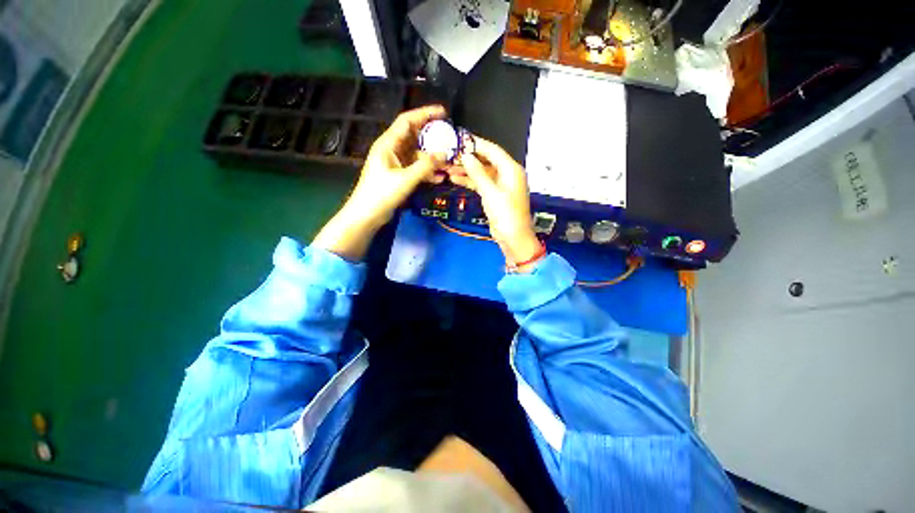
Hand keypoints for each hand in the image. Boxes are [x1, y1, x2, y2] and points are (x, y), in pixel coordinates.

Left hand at [313, 105, 446, 260]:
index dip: (425, 114)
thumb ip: (426, 165)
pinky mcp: (398, 174)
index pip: (407, 120)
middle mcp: (391, 148)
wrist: (364, 216)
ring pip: (417, 151)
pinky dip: (428, 169)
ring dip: (433, 155)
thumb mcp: (405, 179)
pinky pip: (416, 166)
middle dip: (433, 134)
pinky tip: (440, 177)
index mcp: (388, 143)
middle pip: (414, 134)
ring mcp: (394, 161)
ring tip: (451, 159)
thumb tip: (446, 154)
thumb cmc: (380, 195)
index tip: (443, 112)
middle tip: (452, 135)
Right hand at [449, 137, 542, 270]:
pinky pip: (481, 182)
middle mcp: (508, 173)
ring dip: (466, 169)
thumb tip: (466, 155)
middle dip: (469, 157)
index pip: (492, 150)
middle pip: (486, 159)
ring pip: (482, 171)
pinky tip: (454, 178)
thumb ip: (477, 172)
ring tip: (447, 167)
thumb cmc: (505, 214)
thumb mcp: (490, 192)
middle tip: (450, 153)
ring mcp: (502, 184)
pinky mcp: (495, 194)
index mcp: (511, 169)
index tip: (459, 139)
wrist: (514, 238)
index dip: (476, 143)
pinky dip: (470, 180)